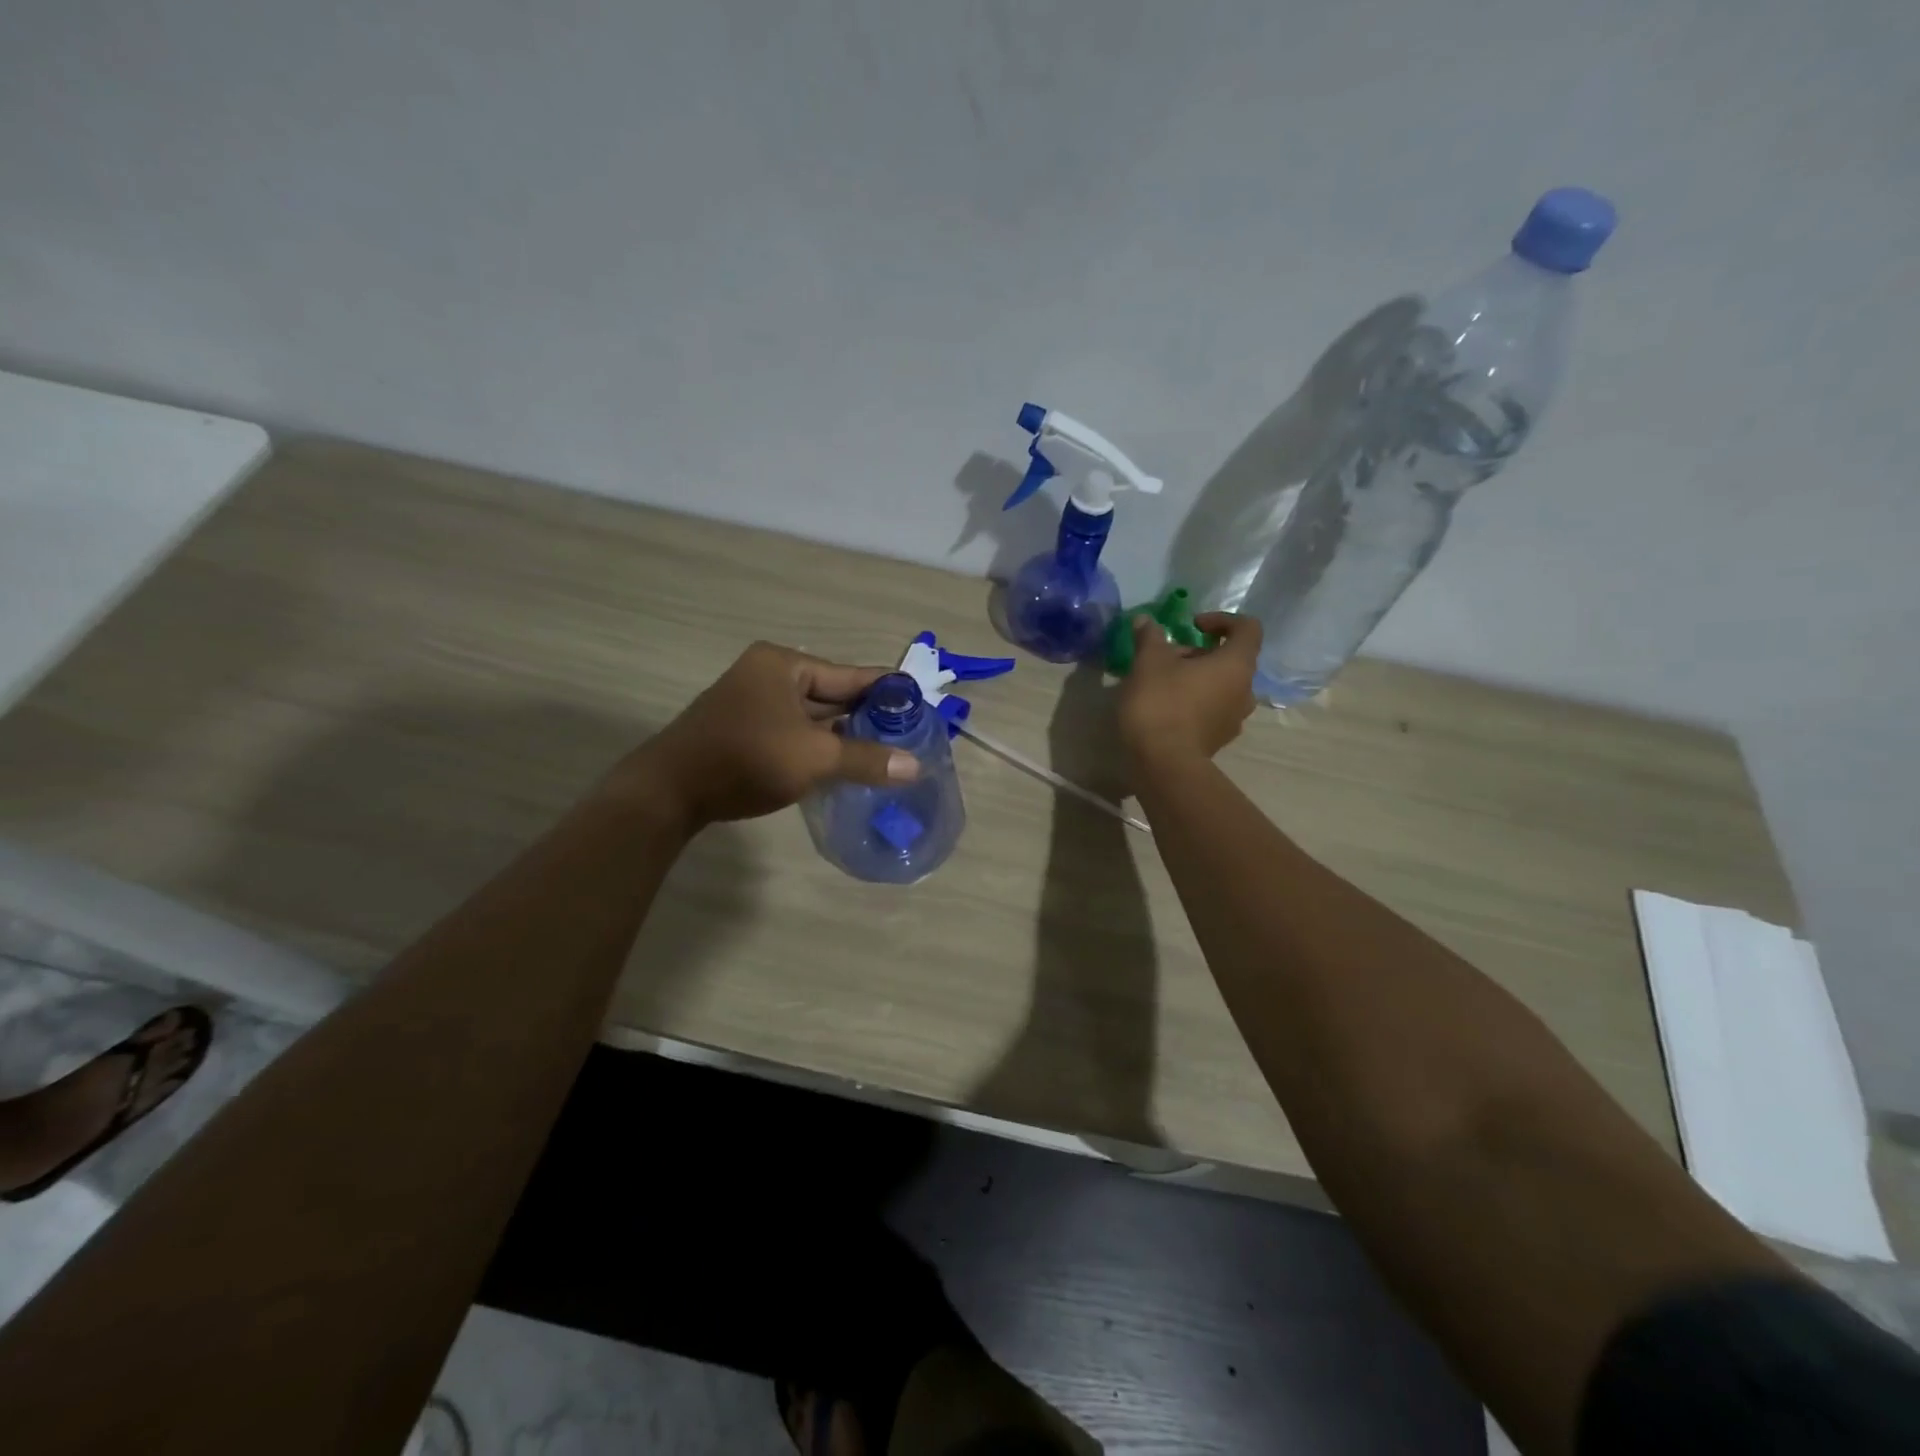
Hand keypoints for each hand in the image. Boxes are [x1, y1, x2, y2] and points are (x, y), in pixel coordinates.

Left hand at [625, 642, 919, 827]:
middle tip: (910, 737)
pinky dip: (820, 748)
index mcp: (785, 665)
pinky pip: (795, 734)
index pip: (851, 674)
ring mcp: (754, 704)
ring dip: (845, 737)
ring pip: (814, 718)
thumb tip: (915, 767)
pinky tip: (845, 767)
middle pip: (833, 695)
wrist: (669, 792)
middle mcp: (769, 676)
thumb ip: (866, 759)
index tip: (922, 706)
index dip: (888, 691)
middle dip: (868, 717)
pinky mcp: (746, 731)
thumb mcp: (814, 757)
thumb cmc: (746, 759)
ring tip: (886, 754)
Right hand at [1118, 611, 1260, 765]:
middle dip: (1199, 653)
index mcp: (1236, 664)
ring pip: (1221, 687)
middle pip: (1230, 660)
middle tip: (1165, 657)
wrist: (1162, 764)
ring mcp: (1234, 719)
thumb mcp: (1148, 662)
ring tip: (1162, 683)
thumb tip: (1146, 620)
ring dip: (1197, 679)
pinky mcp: (1219, 740)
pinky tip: (1165, 708)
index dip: (1222, 620)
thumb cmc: (1161, 703)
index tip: (1193, 625)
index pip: (1248, 628)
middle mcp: (1245, 690)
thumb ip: (1150, 637)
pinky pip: (1212, 710)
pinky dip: (1194, 702)